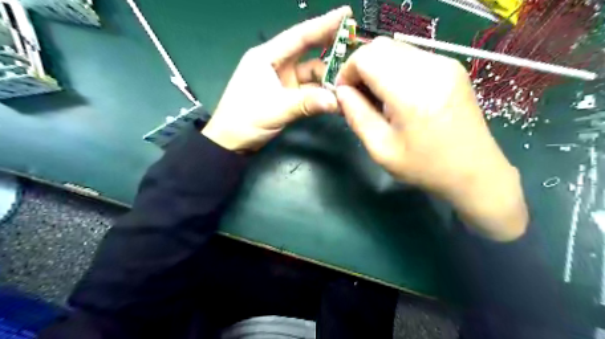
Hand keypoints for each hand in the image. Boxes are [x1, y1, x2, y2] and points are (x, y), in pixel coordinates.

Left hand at [204, 5, 350, 151]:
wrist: (230, 143)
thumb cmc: (244, 120)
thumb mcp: (275, 109)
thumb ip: (306, 103)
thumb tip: (336, 101)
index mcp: (266, 57)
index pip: (299, 36)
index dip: (323, 24)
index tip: (346, 14)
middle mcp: (276, 65)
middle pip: (308, 52)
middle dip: (331, 49)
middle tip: (355, 47)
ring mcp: (283, 82)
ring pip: (312, 75)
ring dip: (328, 80)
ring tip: (347, 87)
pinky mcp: (287, 97)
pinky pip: (309, 91)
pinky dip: (321, 95)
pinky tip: (335, 99)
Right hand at [339, 39, 528, 241]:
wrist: (475, 172)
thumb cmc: (425, 167)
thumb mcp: (381, 149)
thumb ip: (356, 115)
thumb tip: (342, 91)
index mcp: (410, 92)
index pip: (366, 58)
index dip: (347, 72)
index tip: (343, 94)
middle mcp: (430, 68)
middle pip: (380, 47)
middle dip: (360, 68)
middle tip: (357, 96)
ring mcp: (445, 63)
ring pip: (395, 49)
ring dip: (377, 68)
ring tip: (377, 97)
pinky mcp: (452, 67)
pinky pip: (411, 56)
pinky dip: (394, 69)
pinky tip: (396, 95)